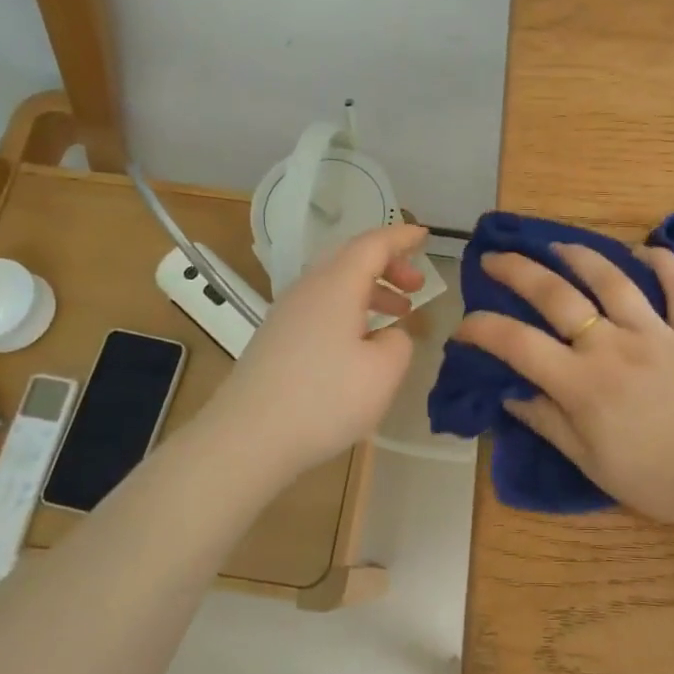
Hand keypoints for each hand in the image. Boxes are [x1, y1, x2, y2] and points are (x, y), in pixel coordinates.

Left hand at [207, 222, 427, 476]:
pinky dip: (350, 310)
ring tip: (398, 314)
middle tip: (416, 286)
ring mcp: (286, 314)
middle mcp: (308, 290)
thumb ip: (399, 343)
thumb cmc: (325, 399)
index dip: (401, 237)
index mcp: (337, 285)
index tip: (425, 236)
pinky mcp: (276, 339)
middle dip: (388, 265)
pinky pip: (321, 307)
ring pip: (335, 285)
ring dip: (370, 290)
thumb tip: (388, 336)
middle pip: (350, 259)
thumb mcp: (384, 372)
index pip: (373, 245)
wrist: (248, 438)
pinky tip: (360, 342)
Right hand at [453, 241, 673, 524]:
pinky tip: (647, 249)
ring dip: (581, 256)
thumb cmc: (658, 478)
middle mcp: (612, 345)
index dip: (484, 330)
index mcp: (582, 383)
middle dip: (519, 272)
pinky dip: (665, 263)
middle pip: (557, 296)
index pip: (518, 345)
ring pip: (613, 280)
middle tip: (495, 257)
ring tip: (559, 245)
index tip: (464, 325)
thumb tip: (512, 397)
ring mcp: (656, 332)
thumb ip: (550, 424)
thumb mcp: (592, 463)